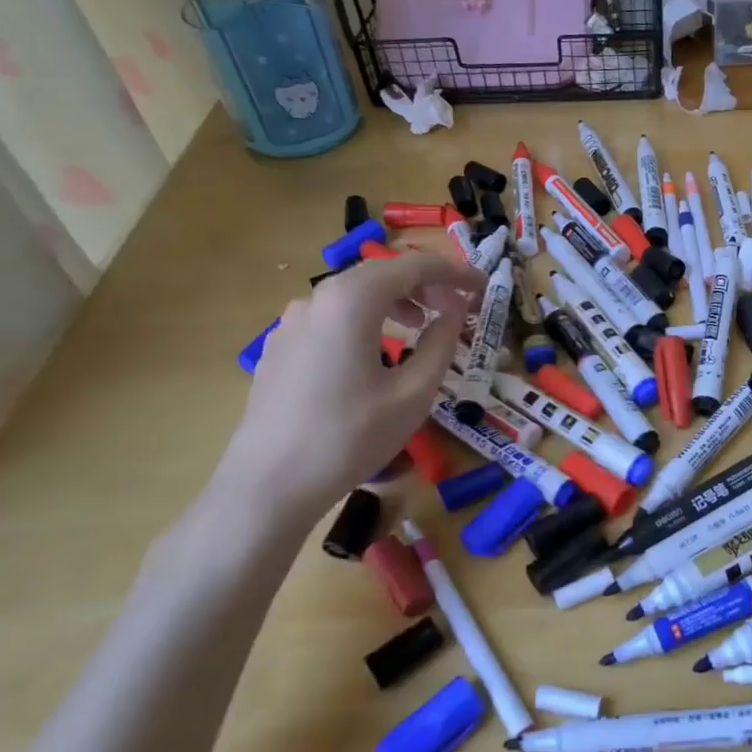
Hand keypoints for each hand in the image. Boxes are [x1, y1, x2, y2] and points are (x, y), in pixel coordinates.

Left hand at [213, 252, 481, 531]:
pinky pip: (332, 317)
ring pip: (354, 294)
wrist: (269, 485)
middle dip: (424, 284)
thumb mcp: (413, 393)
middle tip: (457, 308)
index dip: (454, 273)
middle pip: (381, 274)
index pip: (413, 267)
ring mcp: (292, 321)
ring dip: (394, 301)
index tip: (483, 288)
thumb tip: (455, 311)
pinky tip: (376, 352)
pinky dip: (365, 319)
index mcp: (351, 301)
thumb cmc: (351, 437)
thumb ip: (441, 343)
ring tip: (421, 326)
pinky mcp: (280, 346)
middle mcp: (317, 298)